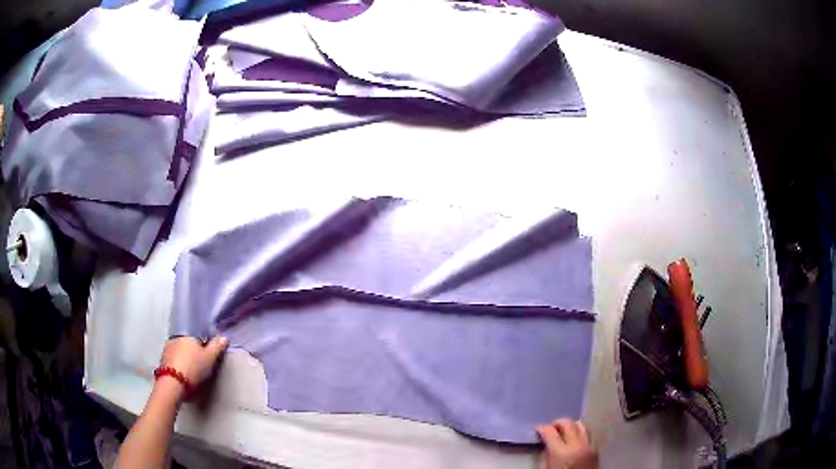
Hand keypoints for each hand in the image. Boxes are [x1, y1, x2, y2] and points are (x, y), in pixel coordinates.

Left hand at [160, 336, 228, 388]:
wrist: (173, 384)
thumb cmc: (193, 368)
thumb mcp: (210, 358)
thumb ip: (217, 347)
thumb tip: (224, 337)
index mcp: (187, 334)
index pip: (198, 335)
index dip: (204, 344)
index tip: (208, 353)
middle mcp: (175, 338)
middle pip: (188, 342)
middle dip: (193, 350)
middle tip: (201, 362)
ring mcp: (167, 348)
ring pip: (179, 350)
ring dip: (185, 356)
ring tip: (191, 368)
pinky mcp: (163, 360)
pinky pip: (173, 358)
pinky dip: (178, 362)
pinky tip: (183, 371)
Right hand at [537, 420, 598, 468]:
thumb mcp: (547, 468)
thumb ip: (547, 454)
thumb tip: (547, 443)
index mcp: (562, 452)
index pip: (550, 432)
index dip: (542, 428)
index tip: (538, 429)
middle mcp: (577, 445)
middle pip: (568, 423)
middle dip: (557, 423)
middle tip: (550, 428)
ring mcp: (589, 446)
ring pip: (581, 424)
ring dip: (571, 425)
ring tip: (563, 431)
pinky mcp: (596, 449)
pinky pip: (588, 433)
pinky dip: (580, 432)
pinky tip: (574, 438)